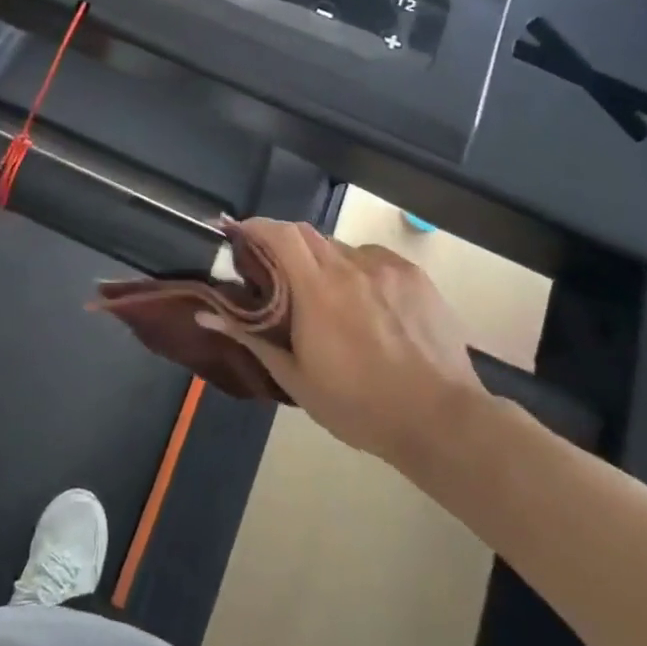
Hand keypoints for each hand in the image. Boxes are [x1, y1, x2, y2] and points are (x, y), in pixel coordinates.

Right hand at [203, 219, 486, 475]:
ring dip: (323, 263)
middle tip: (276, 274)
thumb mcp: (296, 378)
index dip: (254, 226)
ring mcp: (387, 269)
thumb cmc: (359, 405)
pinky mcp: (415, 277)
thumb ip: (250, 338)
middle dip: (284, 245)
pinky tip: (366, 306)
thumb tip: (205, 314)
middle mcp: (351, 266)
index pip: (280, 233)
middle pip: (307, 234)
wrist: (441, 419)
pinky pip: (374, 261)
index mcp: (318, 289)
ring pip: (341, 249)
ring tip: (326, 299)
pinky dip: (357, 272)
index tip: (237, 234)